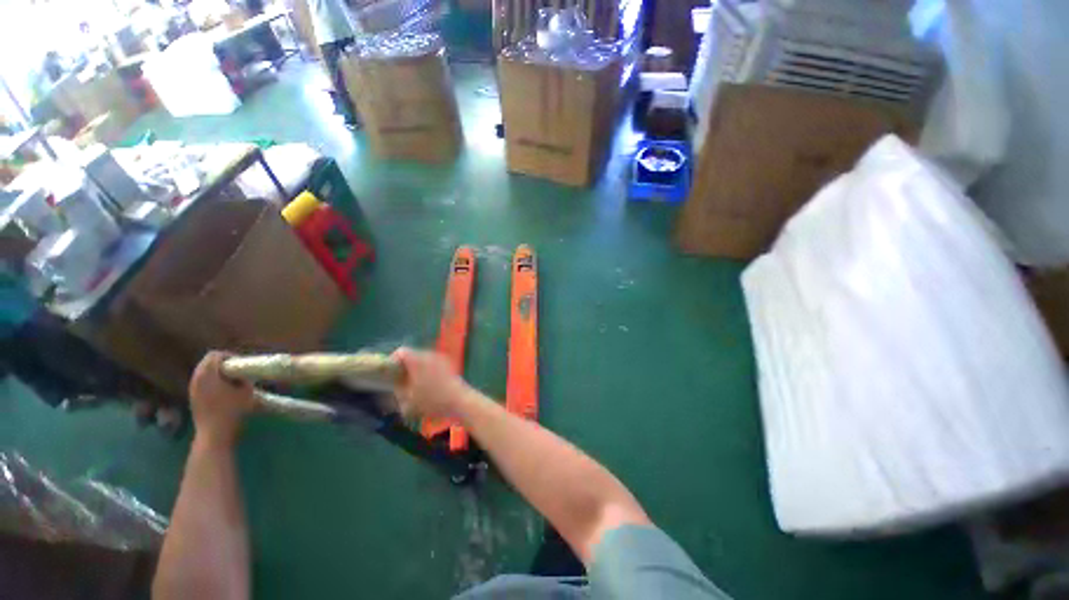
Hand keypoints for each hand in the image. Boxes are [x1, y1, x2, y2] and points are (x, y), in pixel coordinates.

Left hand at [188, 352, 255, 446]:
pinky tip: (224, 392)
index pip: (216, 354)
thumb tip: (246, 374)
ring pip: (205, 373)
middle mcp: (196, 378)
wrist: (214, 434)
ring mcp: (192, 389)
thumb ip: (245, 378)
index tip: (242, 365)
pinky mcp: (193, 398)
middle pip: (208, 362)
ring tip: (233, 382)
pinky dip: (213, 382)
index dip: (230, 356)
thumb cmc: (232, 410)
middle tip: (239, 372)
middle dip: (224, 364)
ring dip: (218, 374)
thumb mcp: (247, 391)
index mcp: (208, 373)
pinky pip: (203, 382)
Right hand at [392, 347, 473, 419]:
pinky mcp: (448, 364)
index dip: (392, 361)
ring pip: (422, 359)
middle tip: (399, 382)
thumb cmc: (433, 400)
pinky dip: (426, 370)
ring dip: (415, 369)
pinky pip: (432, 363)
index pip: (400, 352)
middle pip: (412, 355)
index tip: (388, 375)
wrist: (460, 401)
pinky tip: (427, 385)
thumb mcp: (408, 399)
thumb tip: (393, 385)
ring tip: (413, 385)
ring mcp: (440, 358)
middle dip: (404, 367)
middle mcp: (429, 355)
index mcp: (418, 360)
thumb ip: (397, 389)